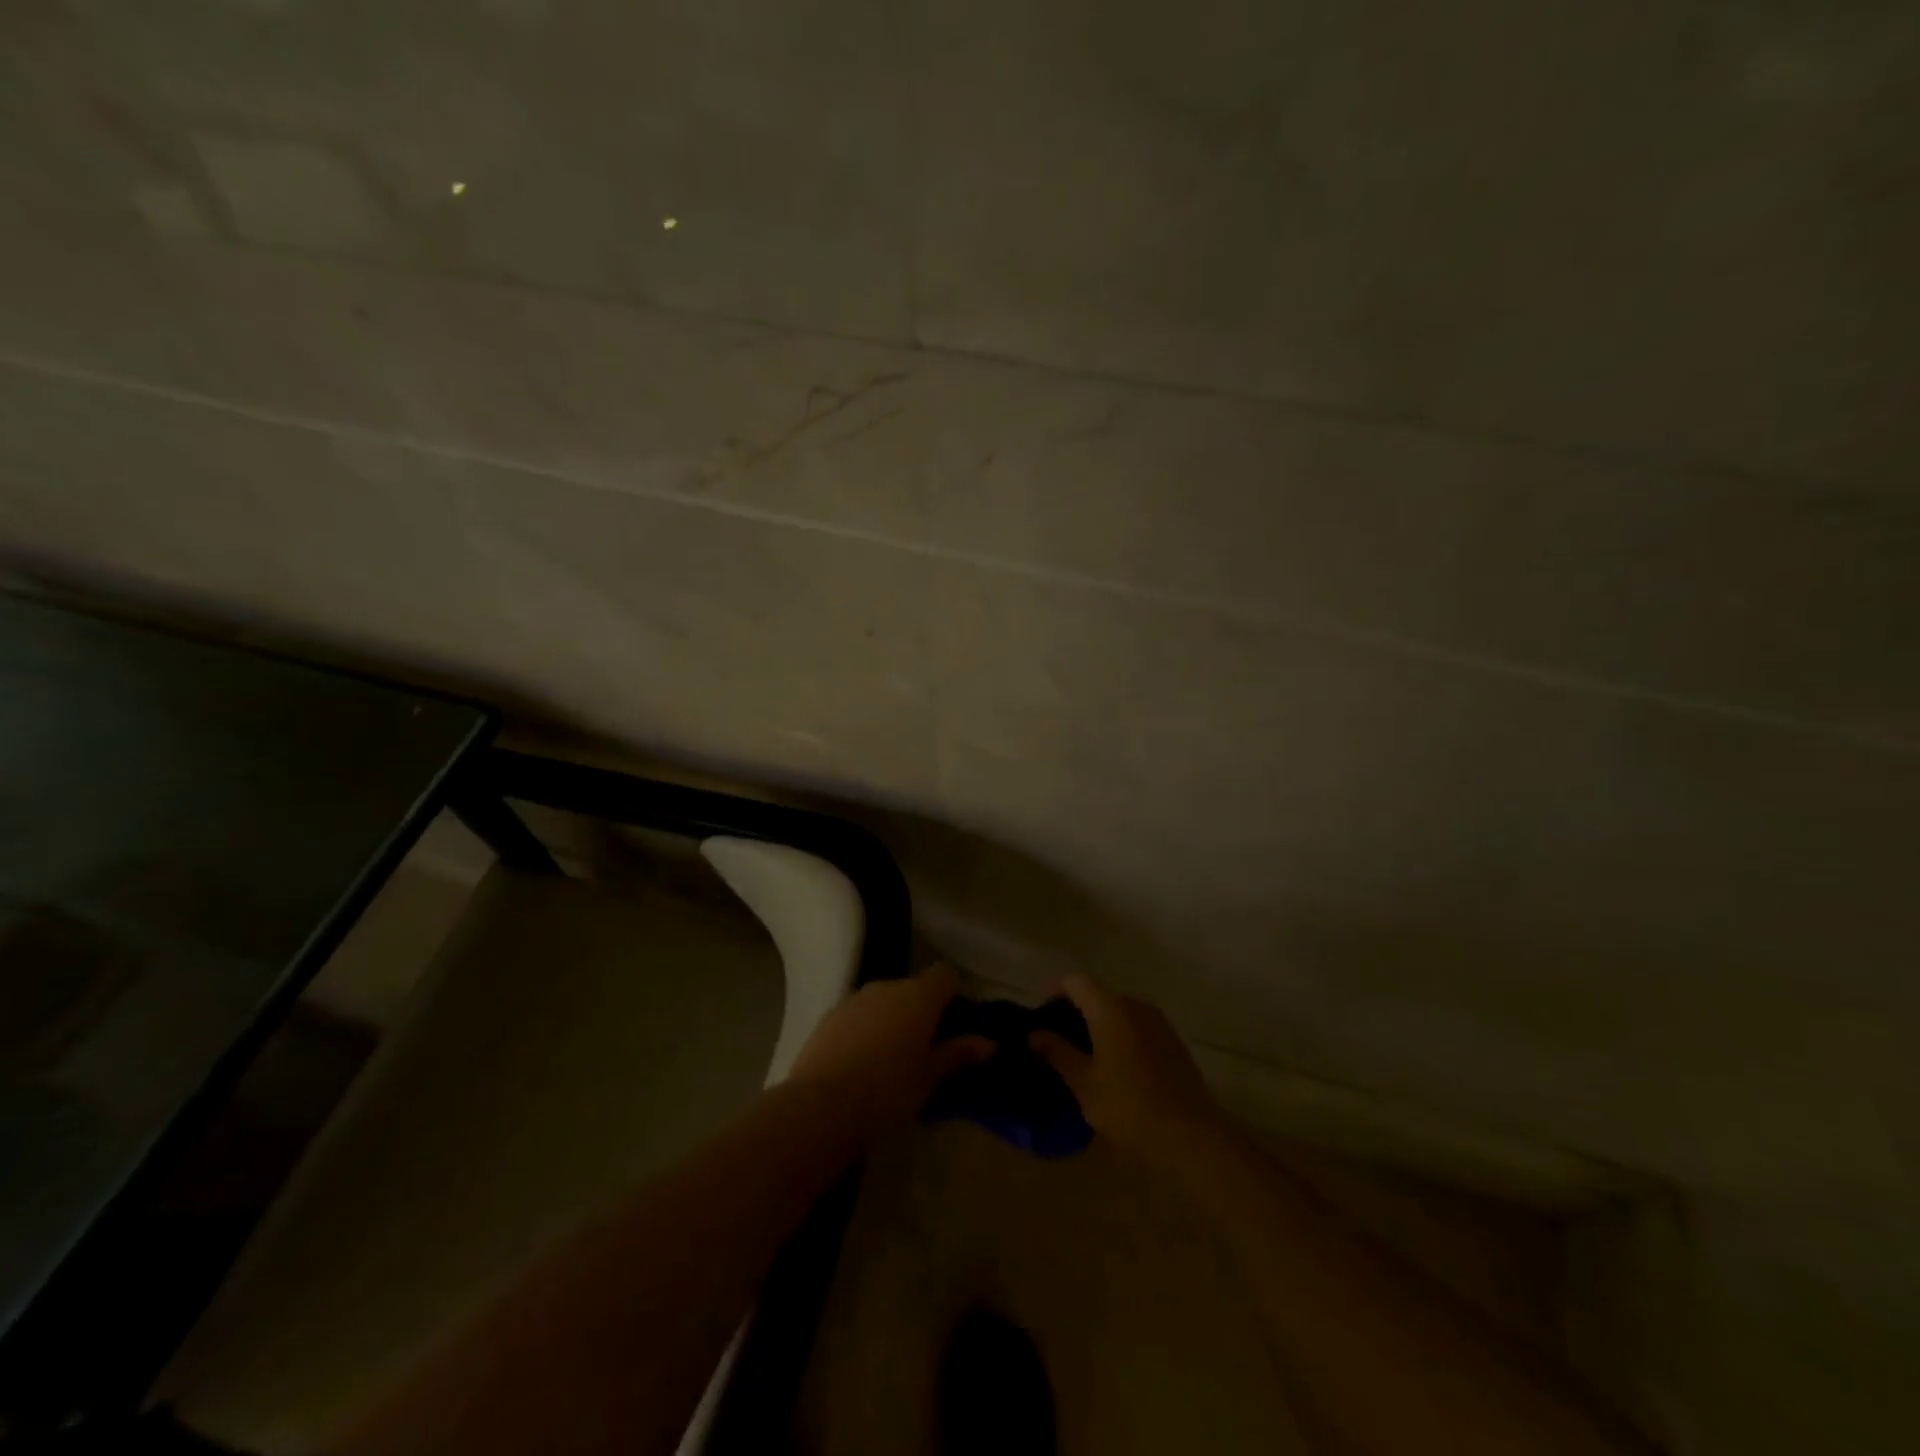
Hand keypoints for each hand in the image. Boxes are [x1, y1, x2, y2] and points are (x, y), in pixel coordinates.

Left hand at [787, 965, 992, 1141]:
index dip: (953, 994)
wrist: (819, 1107)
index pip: (945, 975)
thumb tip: (989, 1043)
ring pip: (884, 1001)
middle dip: (921, 1011)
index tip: (954, 1023)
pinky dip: (866, 1029)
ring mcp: (854, 999)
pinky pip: (859, 1015)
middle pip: (913, 988)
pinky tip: (861, 1064)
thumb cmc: (886, 1092)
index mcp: (918, 996)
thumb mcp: (928, 1078)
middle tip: (926, 1049)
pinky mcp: (829, 1015)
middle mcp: (887, 986)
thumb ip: (957, 1054)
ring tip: (891, 1060)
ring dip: (892, 1020)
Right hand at [1029, 973, 1221, 1164]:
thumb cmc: (1128, 1106)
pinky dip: (1121, 1036)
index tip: (1042, 1019)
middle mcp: (1134, 1004)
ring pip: (1119, 1011)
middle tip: (1059, 1043)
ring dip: (1099, 1025)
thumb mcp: (1084, 1083)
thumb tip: (1034, 1034)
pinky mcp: (1173, 1040)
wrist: (1190, 1135)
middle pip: (1097, 994)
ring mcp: (1158, 1021)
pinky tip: (1117, 1068)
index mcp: (1109, 1008)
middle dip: (1075, 1012)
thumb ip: (1057, 1053)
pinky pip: (1138, 1026)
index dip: (1053, 993)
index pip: (1074, 981)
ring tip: (1086, 1058)